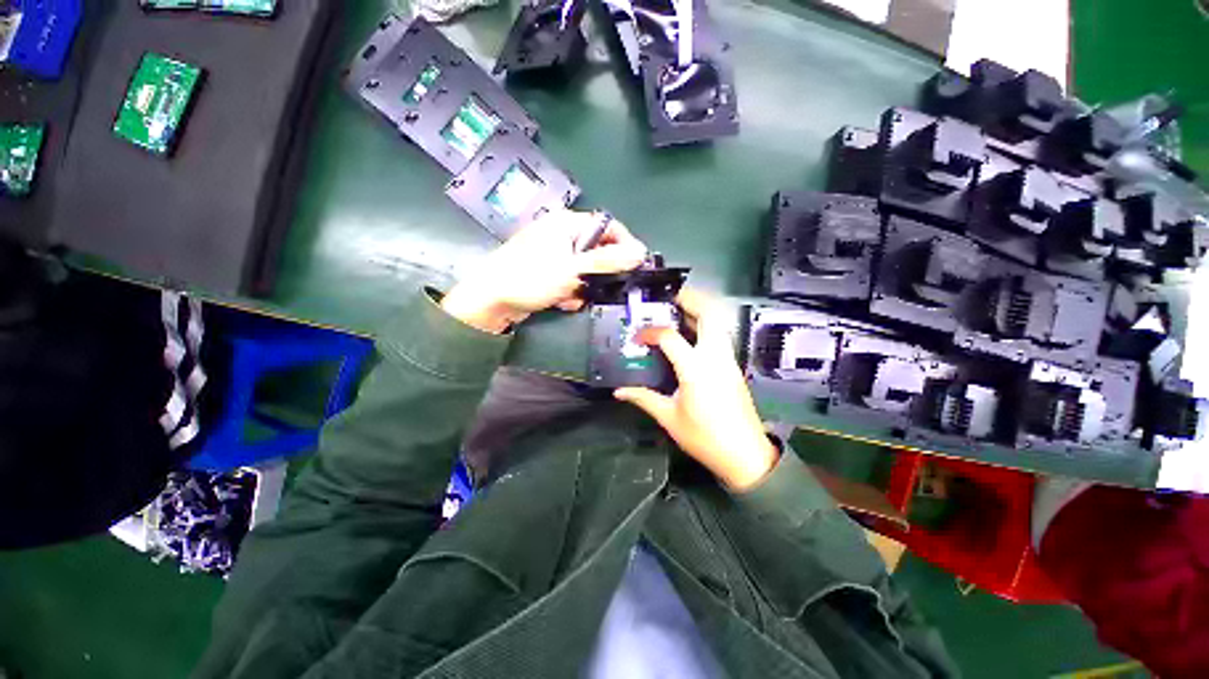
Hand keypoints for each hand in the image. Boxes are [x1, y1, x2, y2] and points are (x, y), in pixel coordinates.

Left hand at [441, 209, 647, 333]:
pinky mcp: (548, 273)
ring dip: (584, 286)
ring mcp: (553, 254)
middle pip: (597, 251)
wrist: (489, 302)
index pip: (608, 227)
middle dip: (599, 274)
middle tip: (599, 288)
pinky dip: (571, 292)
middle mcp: (561, 234)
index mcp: (567, 223)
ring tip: (572, 297)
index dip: (625, 245)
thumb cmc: (529, 278)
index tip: (635, 267)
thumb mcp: (572, 270)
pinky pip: (571, 280)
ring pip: (585, 270)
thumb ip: (607, 261)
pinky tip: (561, 301)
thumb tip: (640, 252)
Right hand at [614, 289, 778, 490]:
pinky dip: (706, 326)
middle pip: (709, 314)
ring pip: (719, 323)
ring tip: (678, 310)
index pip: (670, 337)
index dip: (650, 332)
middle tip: (669, 297)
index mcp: (696, 368)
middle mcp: (715, 356)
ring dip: (700, 311)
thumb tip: (619, 391)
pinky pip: (720, 336)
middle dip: (690, 299)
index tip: (638, 338)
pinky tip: (691, 335)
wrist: (745, 455)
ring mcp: (728, 360)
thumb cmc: (705, 437)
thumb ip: (643, 398)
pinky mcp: (733, 367)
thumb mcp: (669, 418)